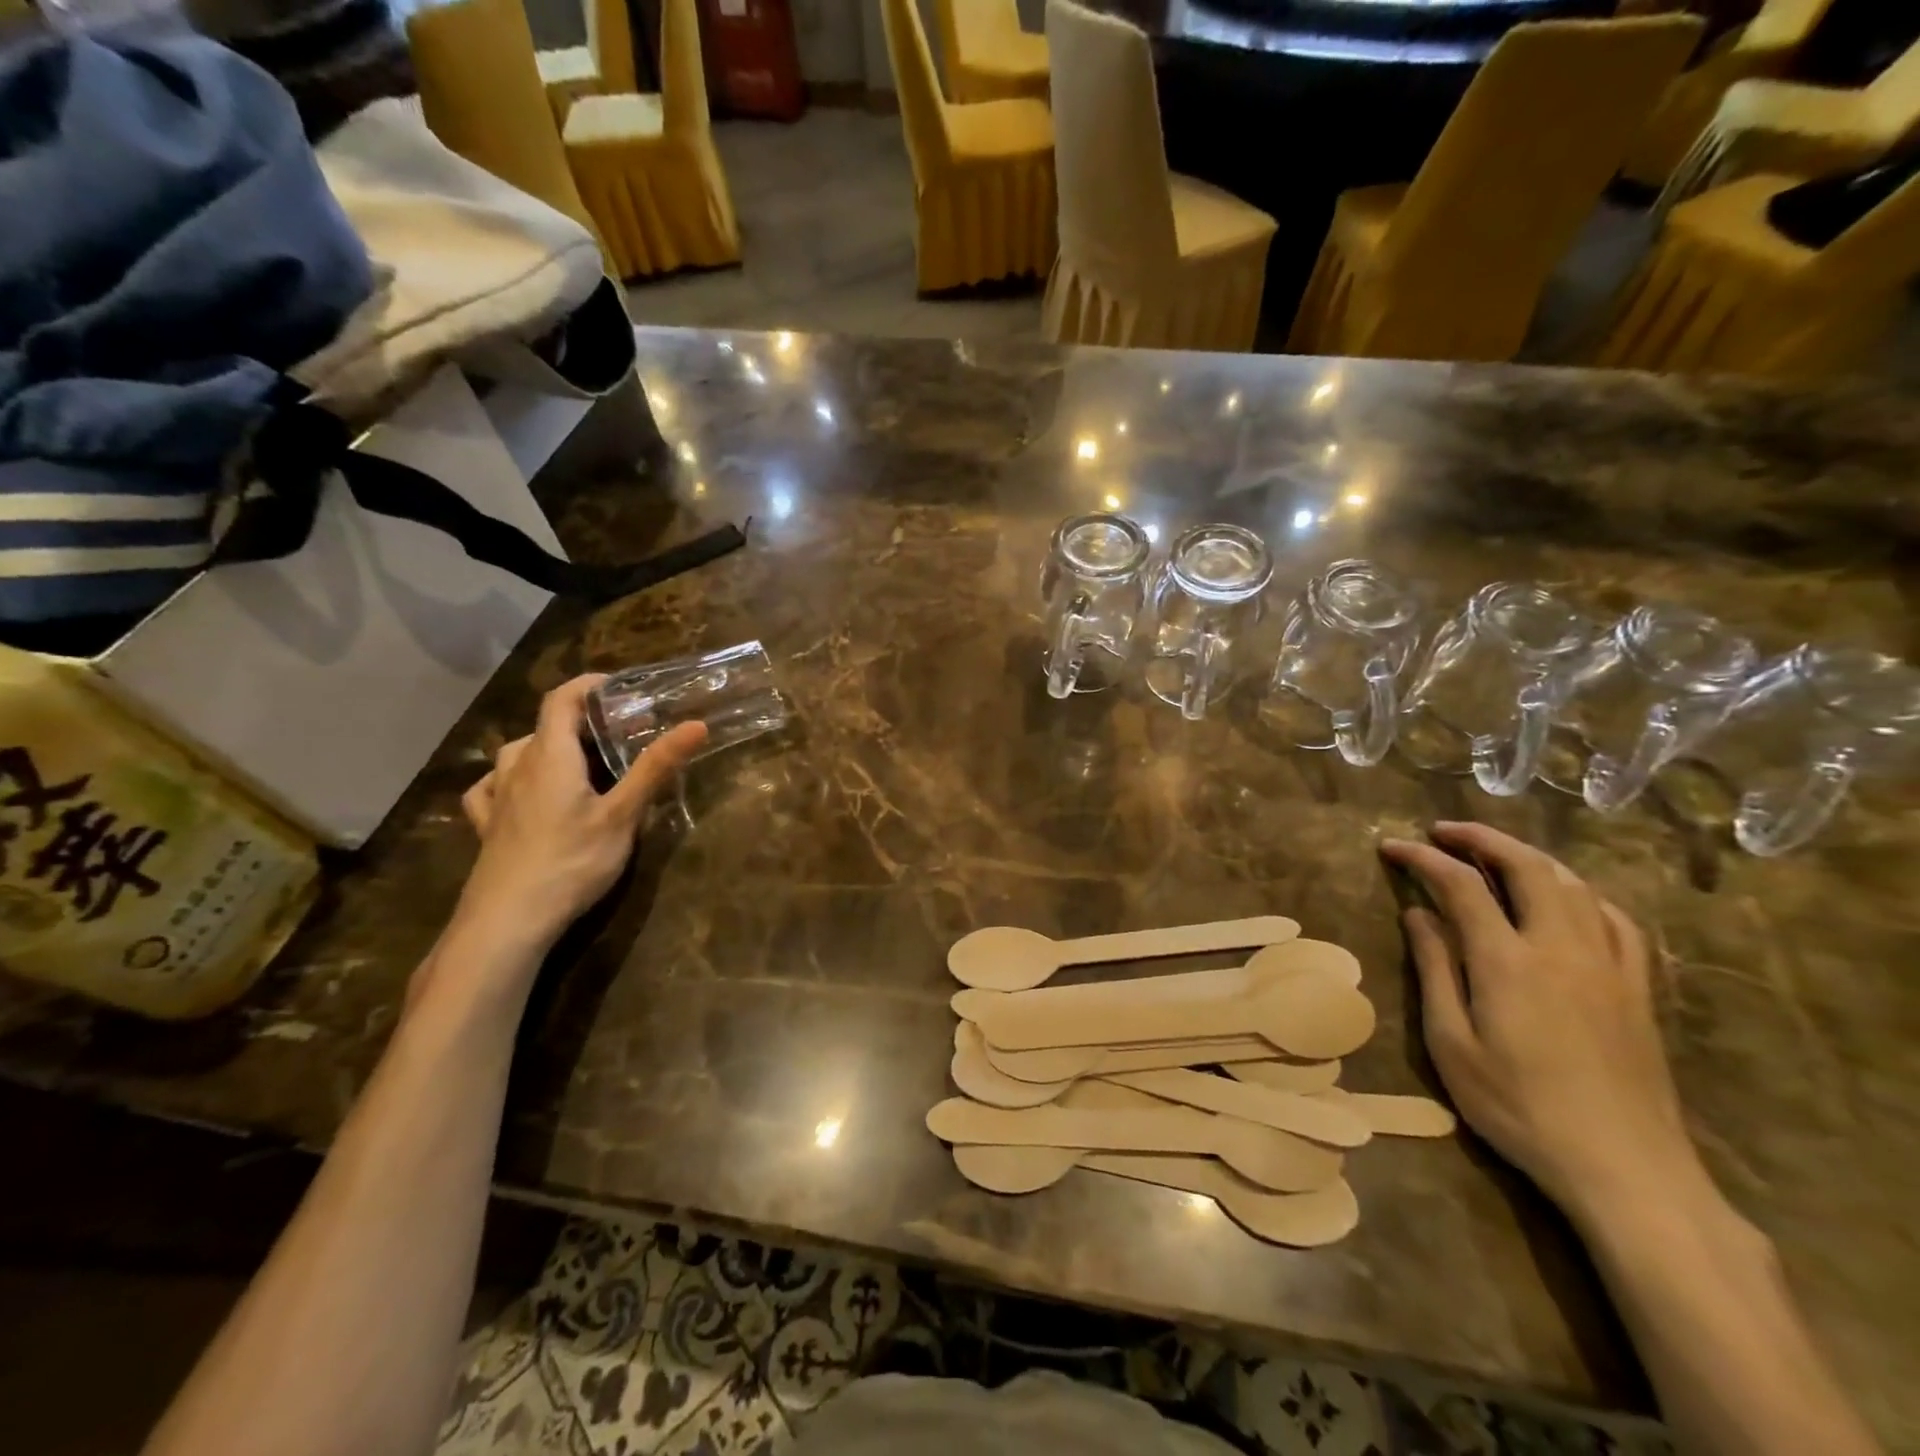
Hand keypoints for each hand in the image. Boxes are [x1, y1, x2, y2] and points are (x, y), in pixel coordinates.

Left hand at [456, 675, 706, 952]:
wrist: (507, 921)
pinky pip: (492, 787)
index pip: (561, 699)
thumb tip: (696, 724)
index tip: (620, 686)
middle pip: (544, 726)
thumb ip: (656, 768)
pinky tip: (519, 792)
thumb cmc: (571, 861)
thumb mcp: (623, 815)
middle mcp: (518, 767)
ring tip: (578, 761)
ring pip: (518, 754)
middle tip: (617, 733)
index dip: (588, 685)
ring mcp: (497, 798)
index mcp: (551, 756)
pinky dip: (510, 778)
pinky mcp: (487, 827)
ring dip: (548, 746)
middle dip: (579, 720)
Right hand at [1379, 822, 1697, 1222]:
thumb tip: (1417, 914)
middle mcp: (1560, 947)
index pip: (1460, 885)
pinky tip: (1566, 898)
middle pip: (1526, 867)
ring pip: (1573, 884)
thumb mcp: (1452, 1044)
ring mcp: (1608, 964)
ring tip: (1495, 853)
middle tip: (1443, 831)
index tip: (1391, 846)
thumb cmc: (1519, 1108)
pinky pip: (1616, 919)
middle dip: (1481, 838)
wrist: (1625, 1168)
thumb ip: (1435, 971)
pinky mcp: (1638, 988)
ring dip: (1529, 857)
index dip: (1422, 858)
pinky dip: (1582, 893)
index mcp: (1508, 961)